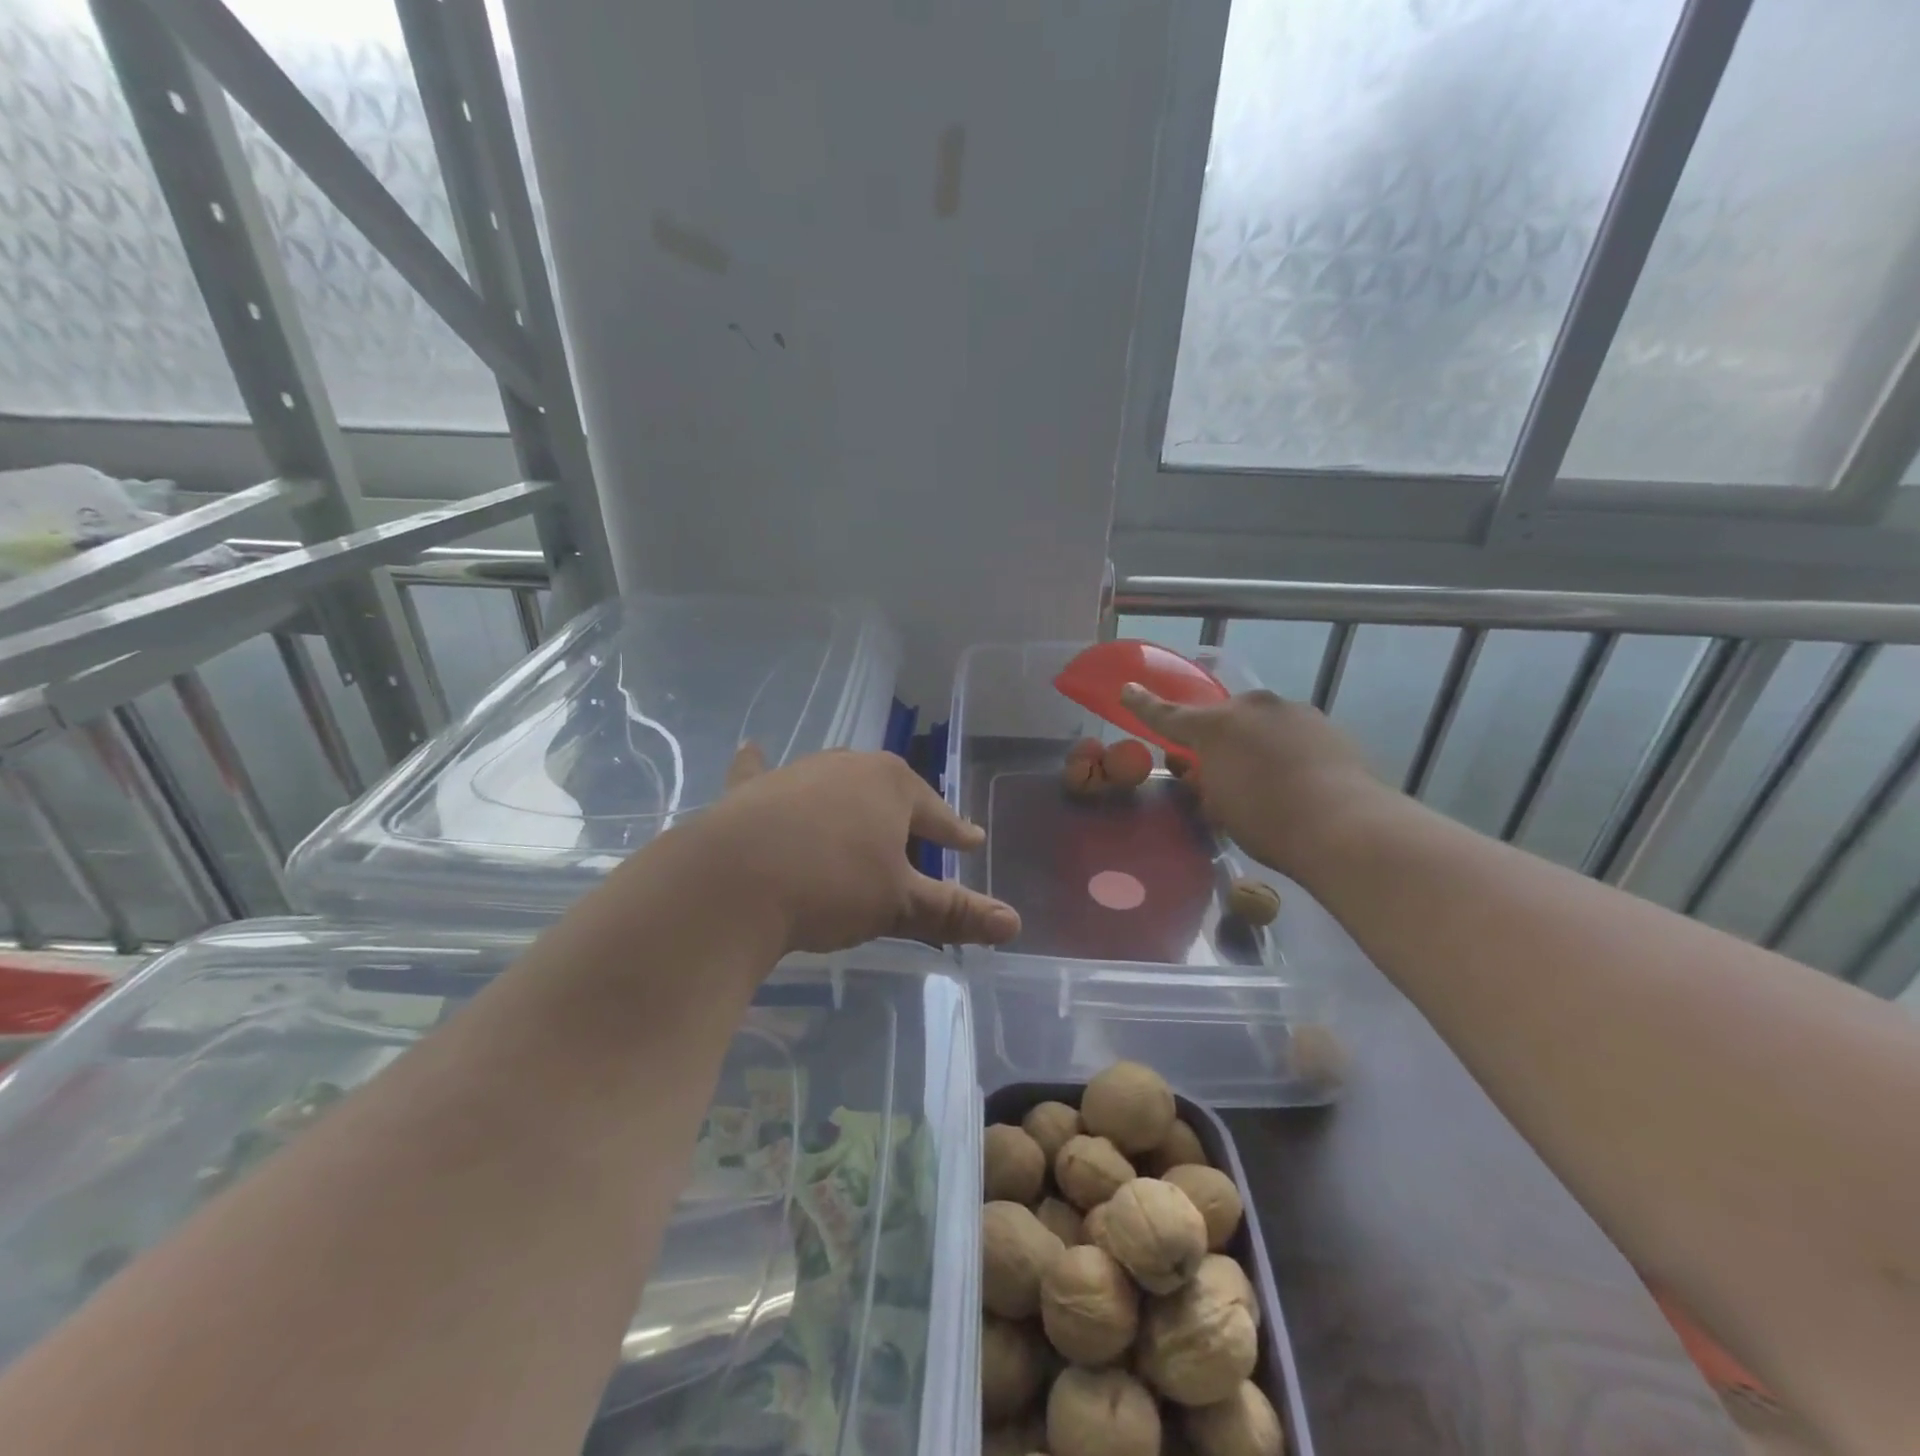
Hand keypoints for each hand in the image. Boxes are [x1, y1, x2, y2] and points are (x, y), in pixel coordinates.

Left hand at [689, 746, 1020, 953]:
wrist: (733, 882)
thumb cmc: (831, 886)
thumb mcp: (899, 903)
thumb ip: (955, 910)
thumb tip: (1014, 923)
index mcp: (892, 784)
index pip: (936, 812)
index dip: (956, 832)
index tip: (971, 840)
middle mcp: (847, 766)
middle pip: (887, 792)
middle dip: (904, 815)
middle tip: (915, 838)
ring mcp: (796, 773)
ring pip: (834, 785)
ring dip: (848, 803)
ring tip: (855, 822)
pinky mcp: (751, 791)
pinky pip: (762, 774)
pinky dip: (761, 768)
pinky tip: (753, 751)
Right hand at [1121, 682, 1385, 877]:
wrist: (1343, 825)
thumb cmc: (1265, 820)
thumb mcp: (1218, 807)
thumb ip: (1204, 782)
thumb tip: (1203, 771)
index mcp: (1213, 726)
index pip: (1167, 715)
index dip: (1144, 705)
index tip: (1128, 689)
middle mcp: (1251, 707)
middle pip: (1222, 717)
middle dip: (1217, 738)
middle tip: (1221, 770)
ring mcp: (1292, 711)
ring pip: (1260, 723)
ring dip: (1254, 742)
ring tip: (1268, 779)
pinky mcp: (1325, 724)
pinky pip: (1291, 732)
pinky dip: (1286, 749)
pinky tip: (1297, 779)